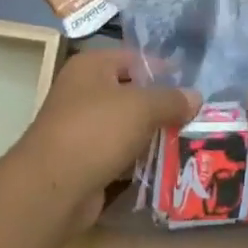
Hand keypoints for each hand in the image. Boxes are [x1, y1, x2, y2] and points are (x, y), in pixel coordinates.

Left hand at [12, 48, 196, 227]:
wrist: (52, 188)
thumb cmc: (96, 130)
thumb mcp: (142, 107)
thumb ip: (171, 99)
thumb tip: (195, 97)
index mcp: (91, 67)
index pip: (133, 59)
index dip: (162, 69)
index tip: (191, 84)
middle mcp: (82, 92)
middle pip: (130, 93)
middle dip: (160, 106)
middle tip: (195, 117)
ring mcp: (81, 128)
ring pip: (126, 127)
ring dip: (151, 136)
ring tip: (188, 142)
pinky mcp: (84, 161)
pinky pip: (118, 154)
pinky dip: (138, 161)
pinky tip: (165, 168)